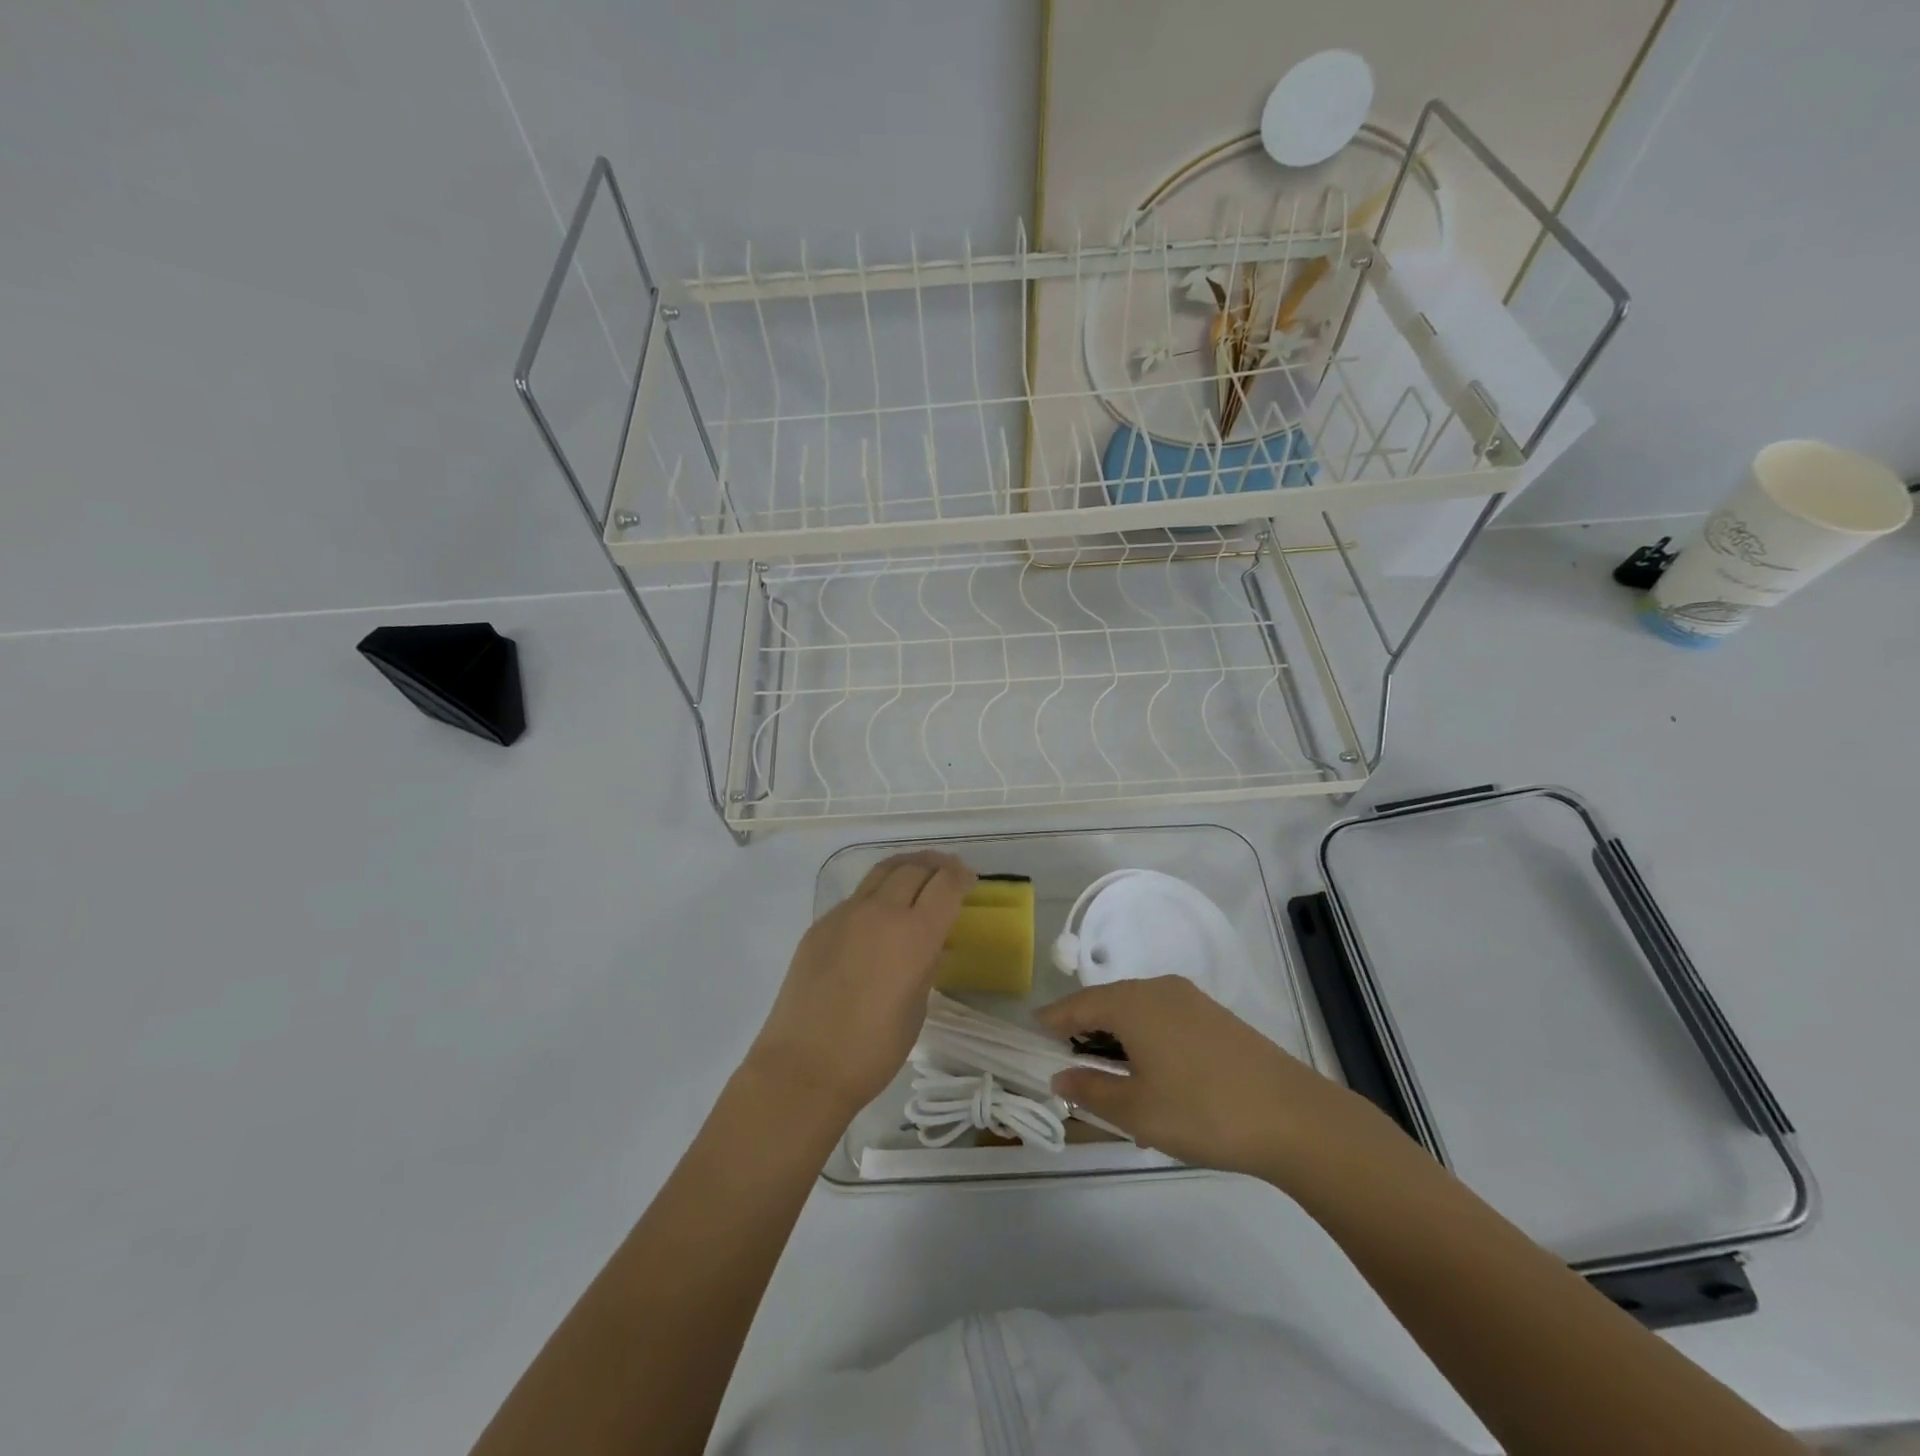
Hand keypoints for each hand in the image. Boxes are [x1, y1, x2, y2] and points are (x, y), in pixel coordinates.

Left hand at [747, 851, 974, 1118]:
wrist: (803, 1067)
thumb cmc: (872, 1050)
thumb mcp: (917, 1009)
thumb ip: (927, 967)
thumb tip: (932, 945)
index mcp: (914, 934)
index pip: (945, 884)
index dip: (961, 876)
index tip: (970, 880)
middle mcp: (881, 912)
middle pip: (914, 868)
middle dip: (937, 866)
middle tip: (948, 872)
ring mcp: (845, 914)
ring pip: (882, 872)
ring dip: (906, 867)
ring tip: (918, 873)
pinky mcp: (820, 925)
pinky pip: (857, 896)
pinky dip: (878, 892)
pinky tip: (879, 913)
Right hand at [1037, 975, 1380, 1179]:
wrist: (1295, 1118)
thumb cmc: (1202, 1111)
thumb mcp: (1136, 1111)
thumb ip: (1090, 1090)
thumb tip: (1060, 1076)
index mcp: (1132, 1002)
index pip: (1076, 1005)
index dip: (1052, 1021)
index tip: (1032, 1036)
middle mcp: (1158, 989)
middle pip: (1107, 1004)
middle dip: (1084, 1033)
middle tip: (1069, 1067)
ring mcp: (1191, 1000)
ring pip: (1137, 1012)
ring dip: (1118, 1040)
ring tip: (1112, 1082)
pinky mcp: (1215, 1017)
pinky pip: (1164, 1020)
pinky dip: (1146, 1041)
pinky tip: (1155, 1080)